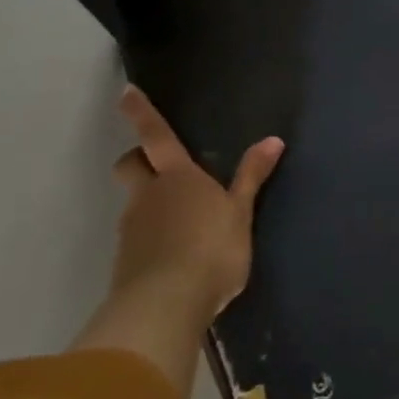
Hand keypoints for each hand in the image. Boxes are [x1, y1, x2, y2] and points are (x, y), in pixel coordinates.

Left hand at [75, 88, 282, 391]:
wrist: (166, 306)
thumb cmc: (212, 249)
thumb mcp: (241, 213)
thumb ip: (252, 177)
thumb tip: (273, 139)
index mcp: (178, 177)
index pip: (156, 136)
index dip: (141, 113)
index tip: (125, 93)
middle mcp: (148, 195)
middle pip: (130, 165)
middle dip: (137, 159)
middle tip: (155, 164)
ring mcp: (133, 228)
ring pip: (134, 202)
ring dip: (148, 201)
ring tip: (179, 221)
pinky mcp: (126, 261)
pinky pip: (137, 236)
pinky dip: (150, 236)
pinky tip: (172, 254)